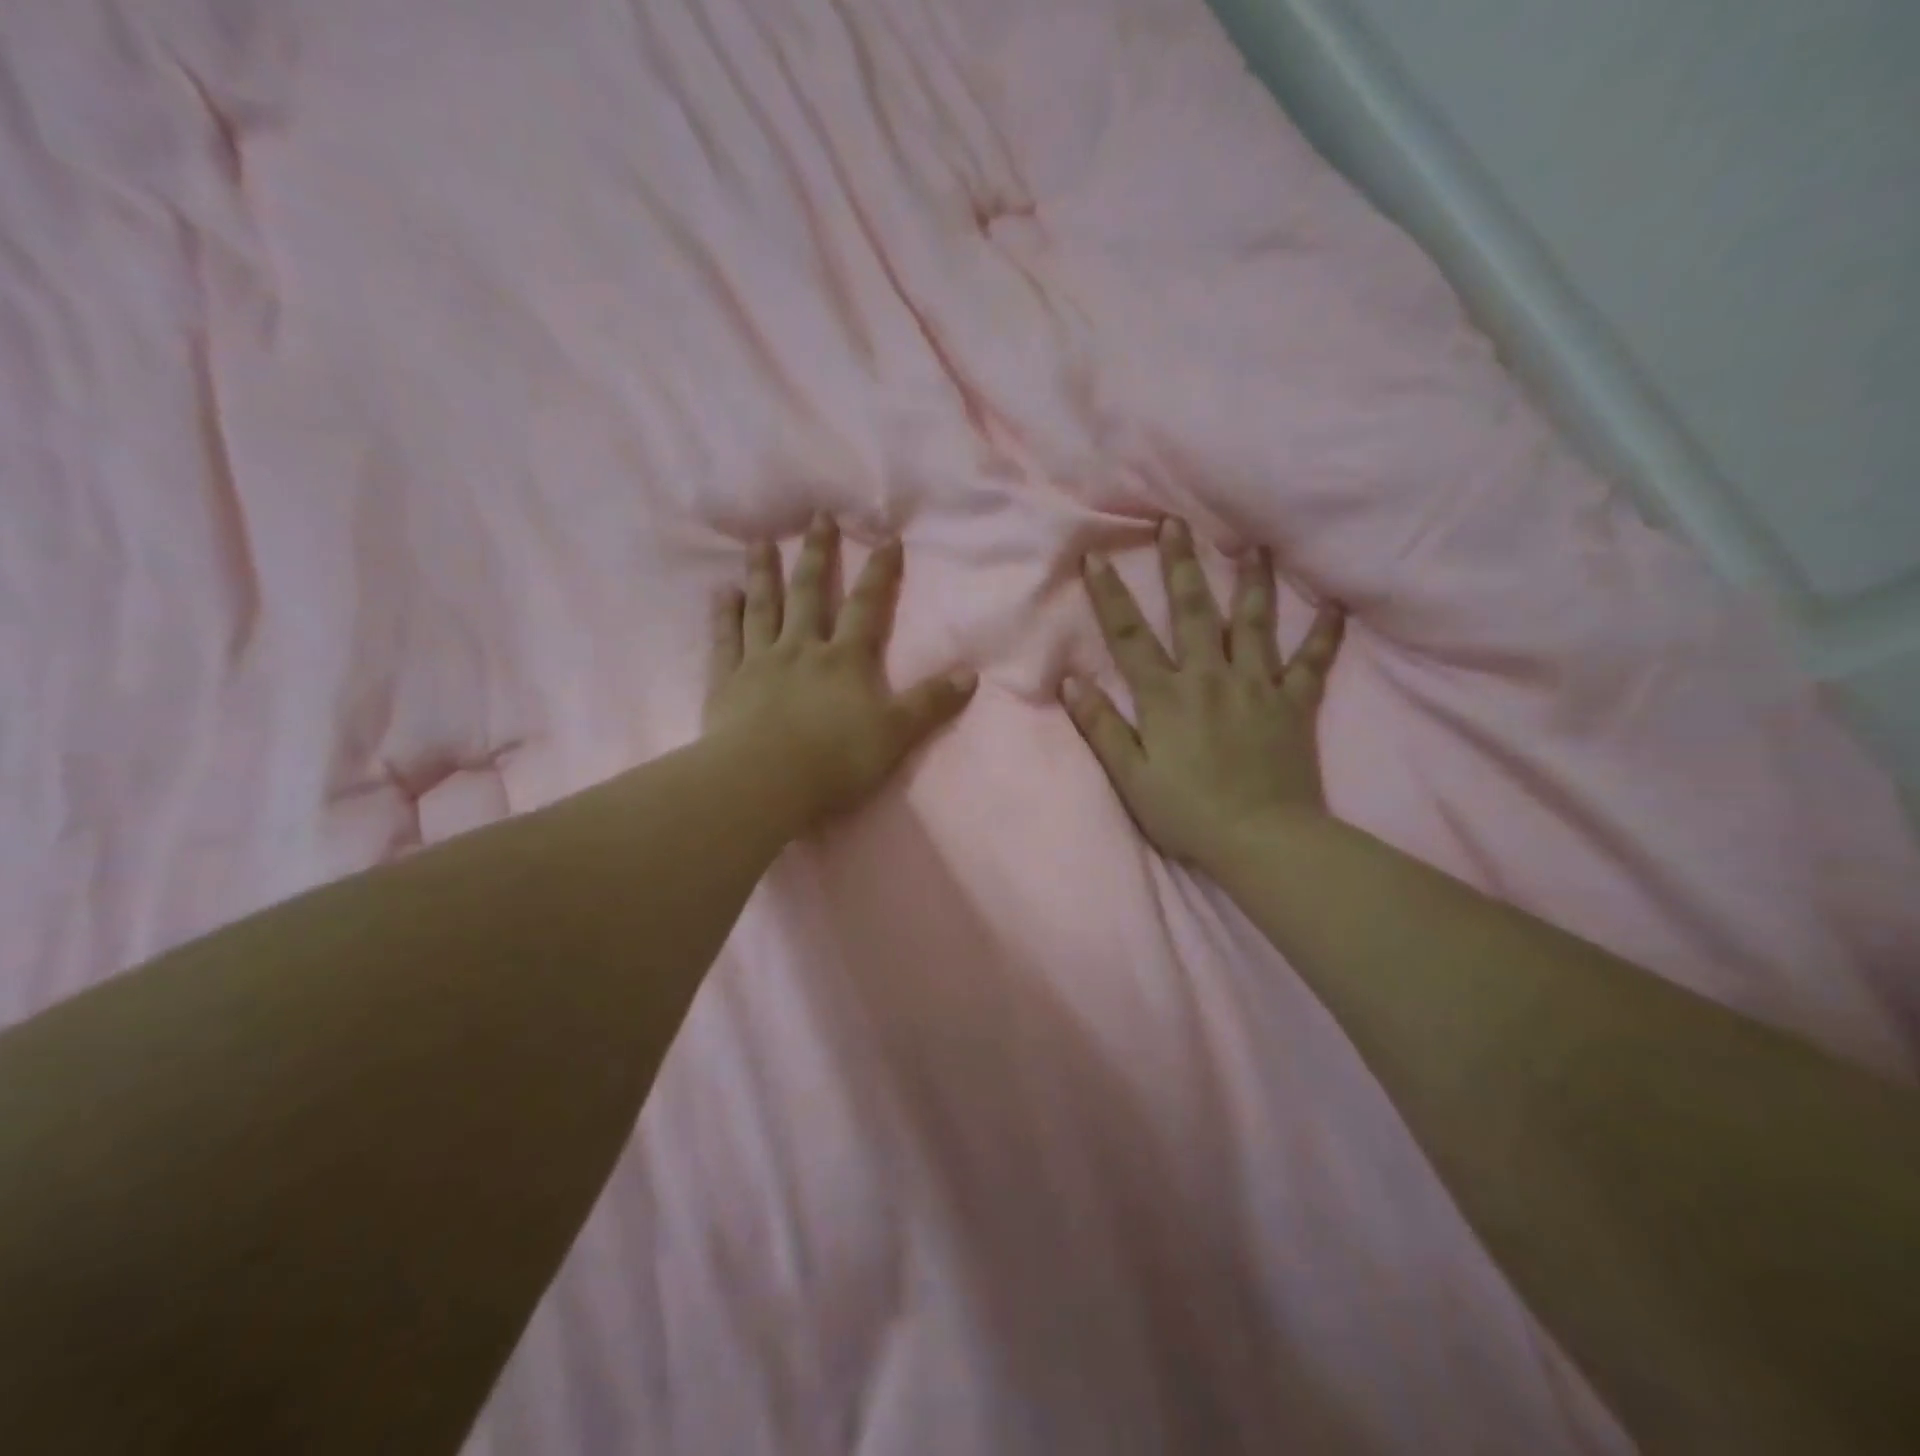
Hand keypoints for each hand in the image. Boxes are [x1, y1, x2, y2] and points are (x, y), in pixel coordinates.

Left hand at [706, 514, 976, 822]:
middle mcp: (802, 649)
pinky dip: (724, 614)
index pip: (867, 607)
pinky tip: (722, 591)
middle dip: (817, 554)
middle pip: (810, 594)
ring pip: (763, 608)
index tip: (887, 538)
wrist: (766, 782)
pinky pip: (725, 640)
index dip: (879, 573)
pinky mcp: (726, 683)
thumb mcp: (896, 734)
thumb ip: (931, 703)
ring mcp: (760, 662)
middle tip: (817, 516)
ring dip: (763, 573)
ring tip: (759, 541)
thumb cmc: (836, 760)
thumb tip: (970, 673)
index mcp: (845, 660)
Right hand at [1062, 517, 1344, 868]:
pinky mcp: (1295, 704)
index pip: (1130, 637)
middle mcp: (1210, 678)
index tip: (1096, 555)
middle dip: (1181, 564)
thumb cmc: (1188, 813)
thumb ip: (1102, 727)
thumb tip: (1071, 682)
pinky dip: (1325, 633)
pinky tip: (1334, 604)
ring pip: (1253, 623)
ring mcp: (1258, 686)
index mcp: (1166, 696)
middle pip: (1193, 611)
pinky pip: (1313, 662)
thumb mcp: (1132, 777)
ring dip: (1251, 581)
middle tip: (1176, 522)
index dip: (1110, 595)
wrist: (1262, 840)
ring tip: (1252, 545)